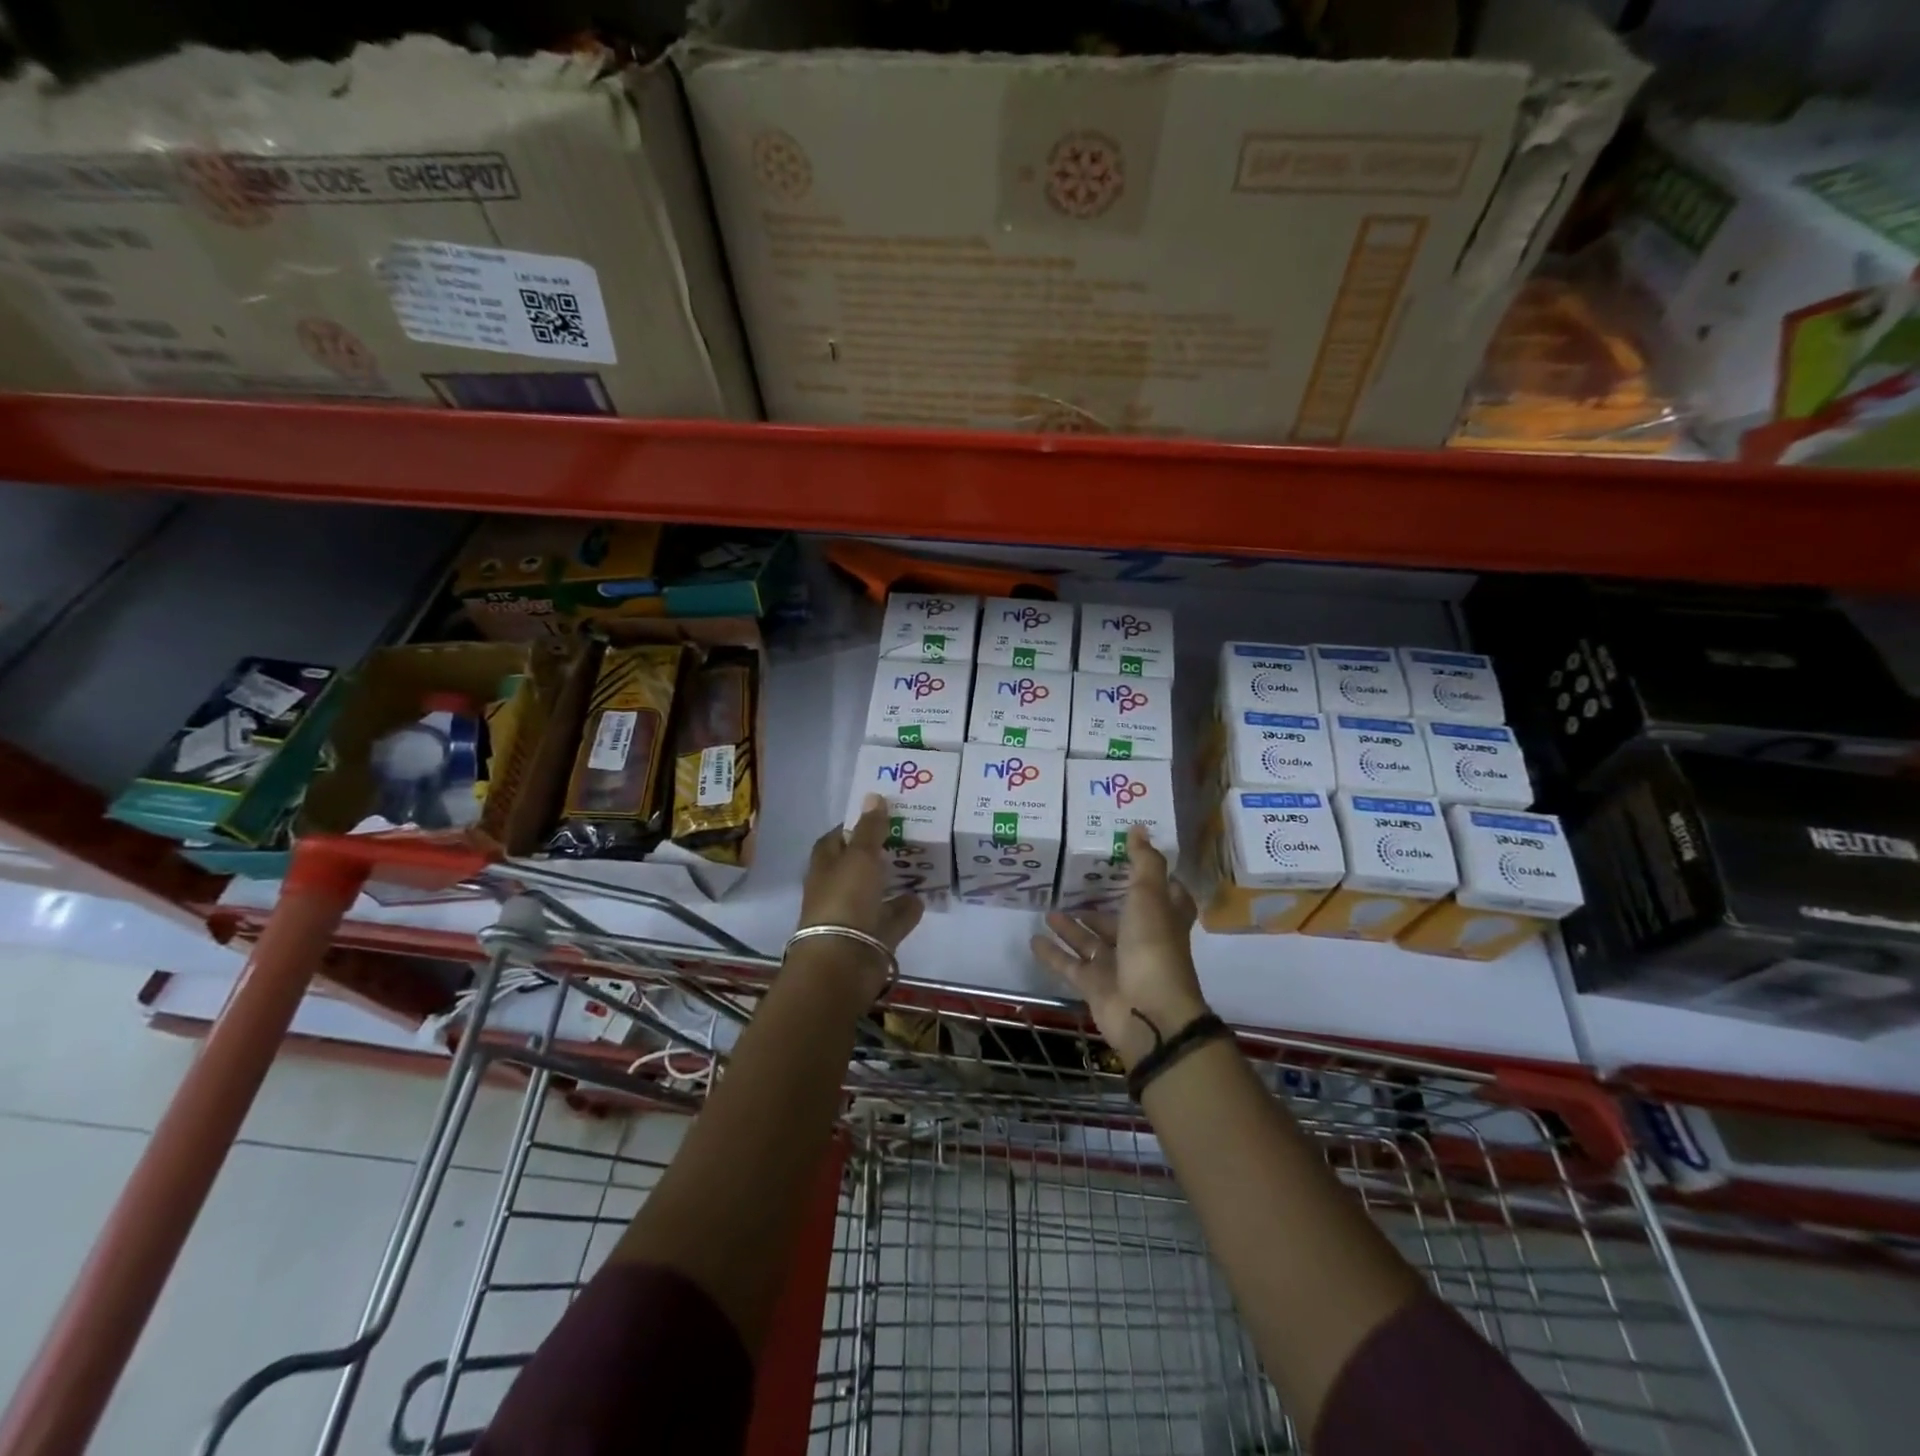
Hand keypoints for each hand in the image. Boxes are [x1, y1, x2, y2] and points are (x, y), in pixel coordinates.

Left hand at [796, 794, 924, 996]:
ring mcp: (855, 916)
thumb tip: (873, 795)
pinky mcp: (874, 938)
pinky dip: (906, 908)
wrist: (843, 962)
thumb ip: (870, 828)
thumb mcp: (860, 856)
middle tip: (909, 834)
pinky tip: (924, 896)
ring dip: (894, 880)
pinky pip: (892, 918)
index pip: (836, 839)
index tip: (880, 815)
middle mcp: (837, 889)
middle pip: (858, 865)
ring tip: (921, 862)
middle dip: (878, 852)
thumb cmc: (845, 899)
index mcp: (825, 867)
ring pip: (876, 893)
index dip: (853, 826)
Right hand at [1031, 824, 1208, 1068]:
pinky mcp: (1095, 986)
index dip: (1149, 877)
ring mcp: (1118, 965)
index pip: (1163, 894)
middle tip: (1073, 881)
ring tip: (1048, 908)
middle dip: (1099, 902)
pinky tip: (1033, 940)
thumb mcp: (1149, 896)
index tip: (1126, 857)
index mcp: (1163, 918)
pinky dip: (1053, 954)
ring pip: (1091, 941)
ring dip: (1072, 926)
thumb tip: (1139, 828)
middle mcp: (1142, 940)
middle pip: (1119, 918)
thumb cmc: (1153, 948)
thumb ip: (1143, 863)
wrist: (1149, 1014)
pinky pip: (1070, 965)